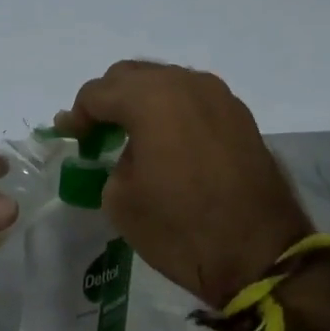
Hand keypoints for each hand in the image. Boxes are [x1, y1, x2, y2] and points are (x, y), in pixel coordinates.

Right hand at [57, 62, 312, 307]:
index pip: (98, 92)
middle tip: (96, 133)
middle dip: (108, 100)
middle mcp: (186, 84)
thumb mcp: (120, 199)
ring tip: (132, 136)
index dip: (77, 115)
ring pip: (167, 82)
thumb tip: (125, 152)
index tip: (70, 137)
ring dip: (142, 102)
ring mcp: (219, 97)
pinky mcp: (240, 117)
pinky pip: (193, 100)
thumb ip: (111, 161)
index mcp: (150, 98)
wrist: (259, 255)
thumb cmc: (179, 228)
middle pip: (132, 75)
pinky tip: (167, 142)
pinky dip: (172, 112)